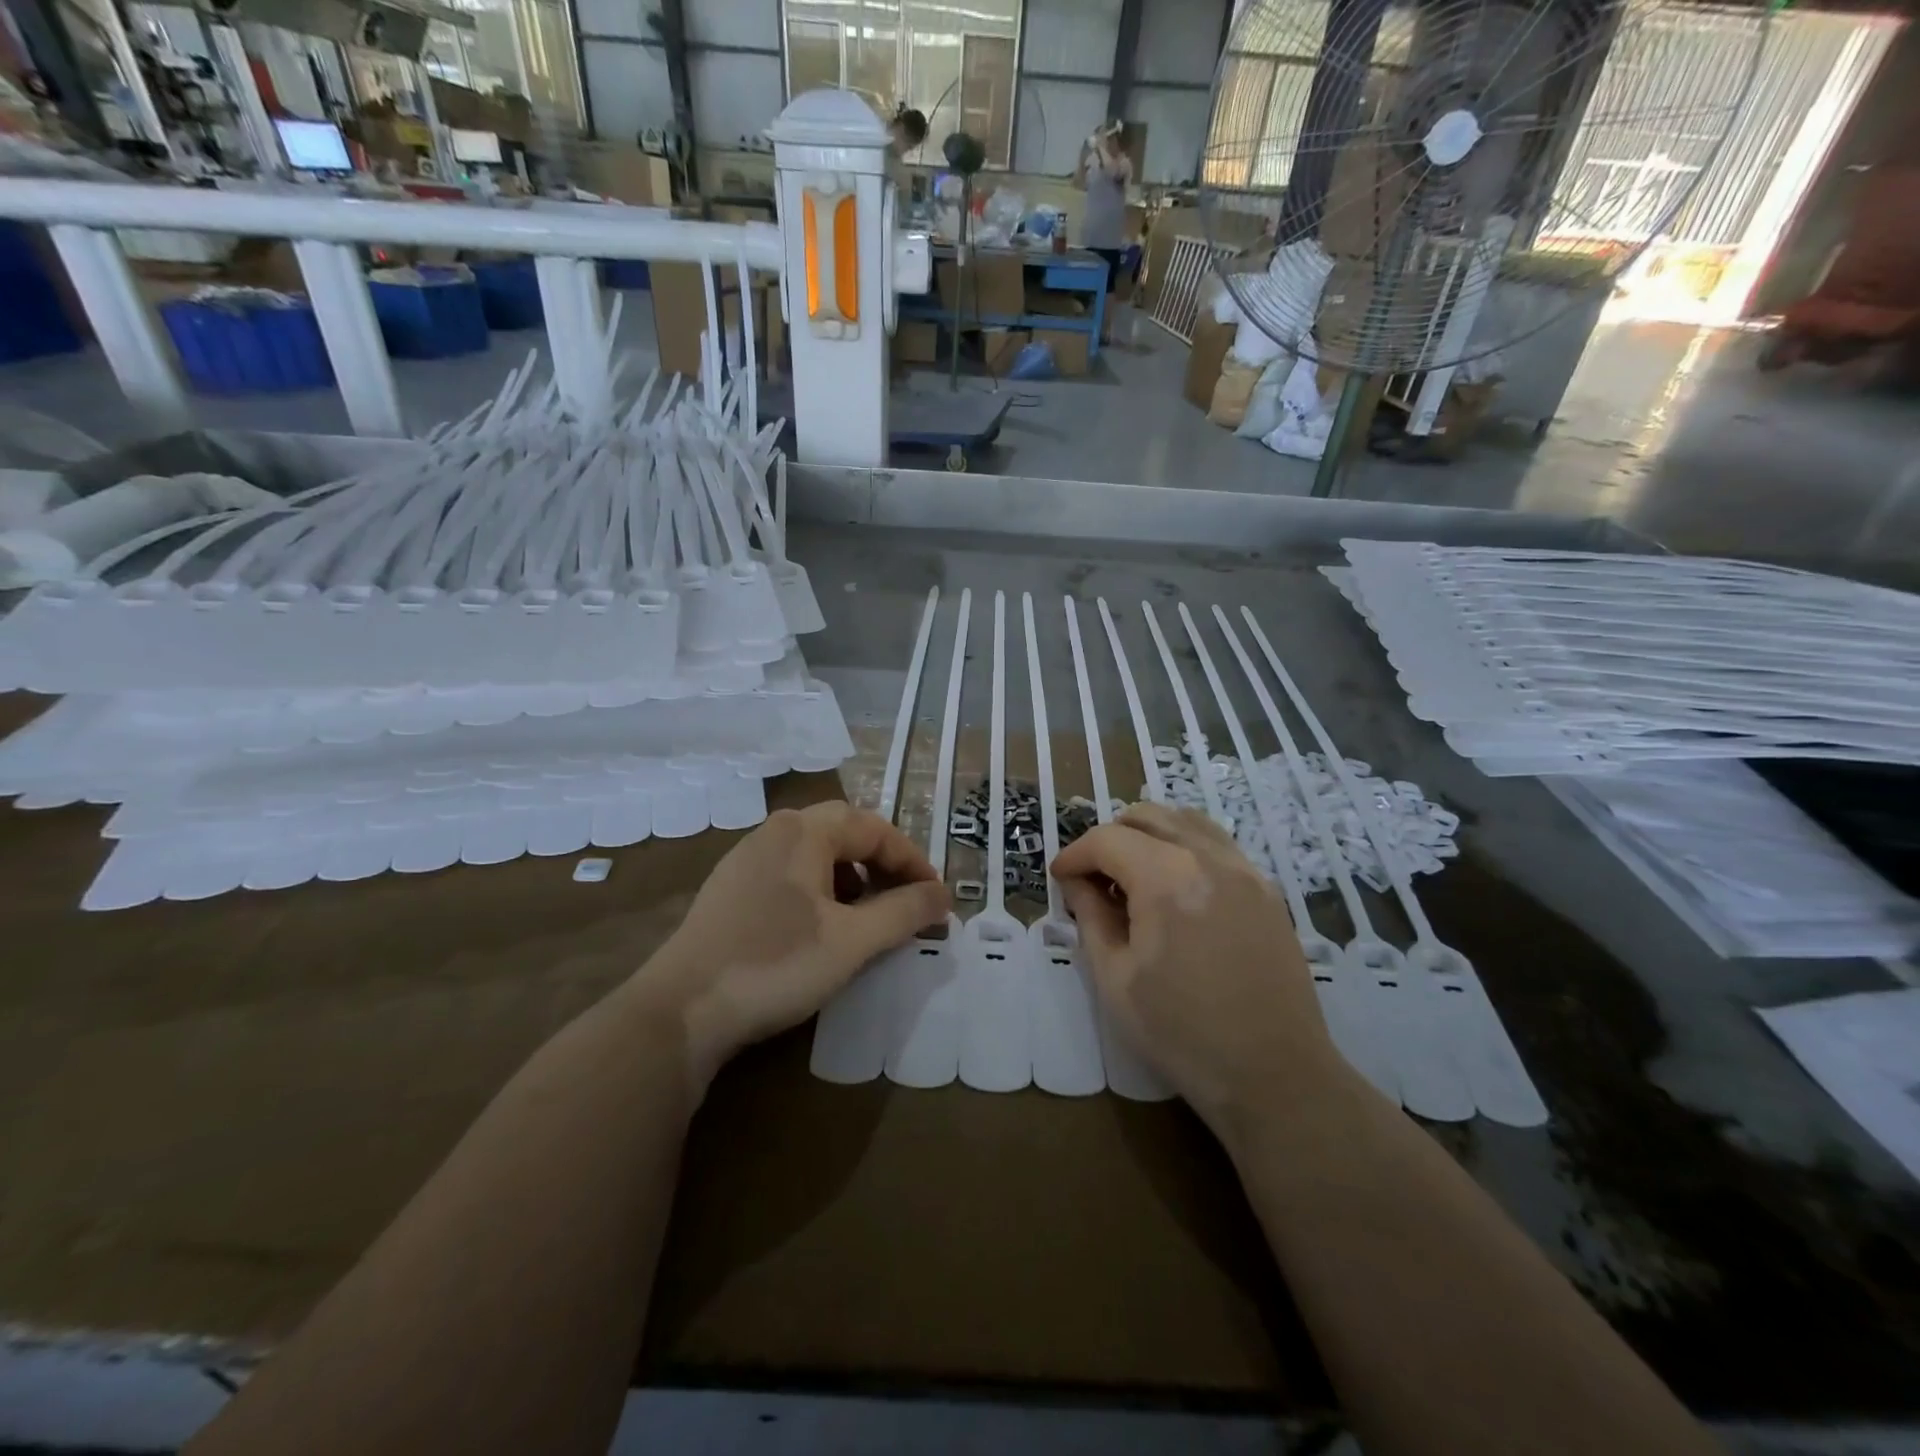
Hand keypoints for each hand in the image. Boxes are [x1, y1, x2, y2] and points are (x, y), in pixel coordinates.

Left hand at [639, 802, 950, 1090]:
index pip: (876, 830)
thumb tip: (944, 896)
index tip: (936, 900)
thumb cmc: (776, 964)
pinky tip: (821, 927)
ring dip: (852, 877)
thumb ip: (904, 912)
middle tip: (907, 900)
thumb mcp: (853, 941)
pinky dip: (820, 890)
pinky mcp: (729, 889)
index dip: (913, 862)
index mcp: (805, 831)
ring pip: (815, 853)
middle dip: (883, 864)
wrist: (681, 1010)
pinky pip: (790, 873)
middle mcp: (774, 831)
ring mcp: (745, 858)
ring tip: (868, 916)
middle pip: (845, 832)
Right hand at [1051, 804, 1341, 1134]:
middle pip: (1147, 817)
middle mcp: (1209, 858)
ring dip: (1149, 834)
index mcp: (1167, 879)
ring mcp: (1245, 870)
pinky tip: (1174, 885)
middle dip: (1109, 838)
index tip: (1060, 878)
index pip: (1107, 840)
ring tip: (1132, 873)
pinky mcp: (1266, 889)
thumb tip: (1077, 884)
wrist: (1275, 1076)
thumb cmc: (1182, 1033)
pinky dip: (1184, 845)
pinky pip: (1216, 843)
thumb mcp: (1115, 979)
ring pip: (1185, 820)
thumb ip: (1090, 918)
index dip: (1075, 855)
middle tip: (1092, 877)